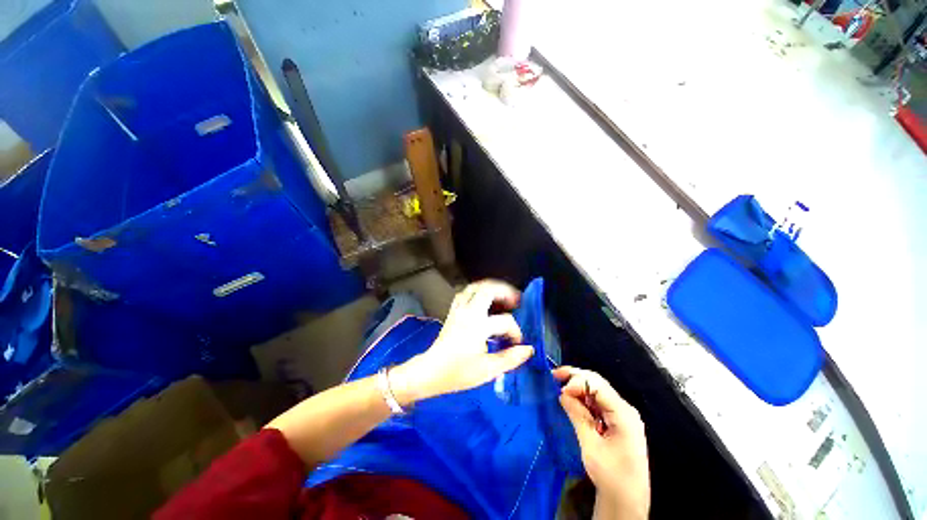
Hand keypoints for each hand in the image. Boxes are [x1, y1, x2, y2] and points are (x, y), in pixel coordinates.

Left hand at [391, 280, 534, 405]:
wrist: (430, 372)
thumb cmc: (458, 373)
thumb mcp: (488, 370)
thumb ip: (510, 358)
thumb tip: (528, 349)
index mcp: (478, 326)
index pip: (505, 321)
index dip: (515, 331)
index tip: (517, 343)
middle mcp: (468, 312)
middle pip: (488, 289)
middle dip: (505, 292)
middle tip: (516, 301)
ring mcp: (459, 310)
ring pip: (475, 287)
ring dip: (491, 288)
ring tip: (502, 296)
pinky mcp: (453, 311)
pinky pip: (464, 293)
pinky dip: (476, 291)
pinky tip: (483, 300)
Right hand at [553, 366, 649, 519]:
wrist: (627, 502)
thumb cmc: (611, 476)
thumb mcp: (591, 446)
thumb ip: (578, 416)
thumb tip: (563, 393)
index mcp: (623, 414)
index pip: (597, 385)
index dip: (577, 382)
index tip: (560, 391)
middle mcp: (625, 409)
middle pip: (598, 383)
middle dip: (576, 378)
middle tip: (554, 376)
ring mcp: (622, 415)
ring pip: (597, 391)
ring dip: (578, 387)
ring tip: (560, 388)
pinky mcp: (617, 421)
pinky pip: (598, 402)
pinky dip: (583, 399)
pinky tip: (572, 401)